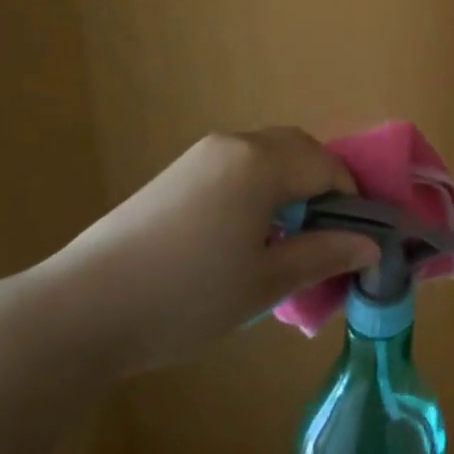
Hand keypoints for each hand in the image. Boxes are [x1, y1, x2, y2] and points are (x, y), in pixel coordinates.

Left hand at [24, 128, 379, 377]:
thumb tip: (370, 245)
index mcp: (261, 162)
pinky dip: (258, 187)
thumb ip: (322, 254)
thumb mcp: (265, 283)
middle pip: (298, 149)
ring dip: (289, 185)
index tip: (355, 242)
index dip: (350, 201)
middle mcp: (235, 144)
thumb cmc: (187, 296)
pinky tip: (243, 235)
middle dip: (322, 185)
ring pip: (266, 156)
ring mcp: (201, 155)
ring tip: (285, 239)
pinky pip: (237, 166)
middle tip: (325, 237)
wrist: (82, 309)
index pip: (326, 166)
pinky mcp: (176, 173)